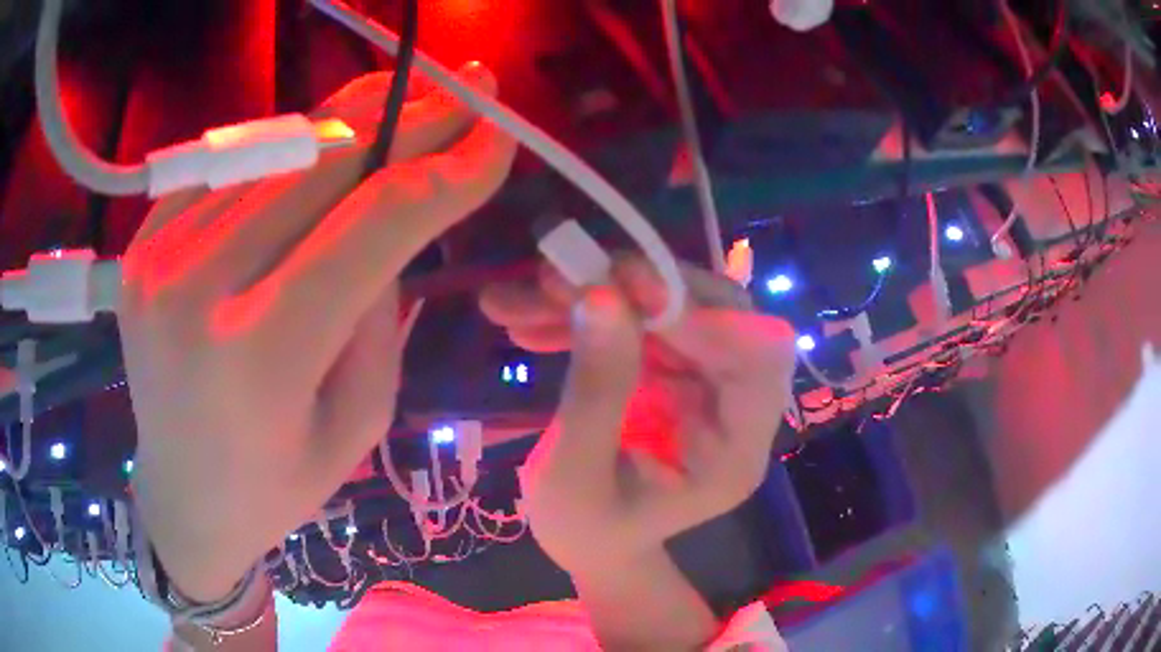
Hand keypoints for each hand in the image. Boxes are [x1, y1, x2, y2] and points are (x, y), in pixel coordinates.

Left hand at [120, 63, 515, 600]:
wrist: (180, 498)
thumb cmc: (274, 486)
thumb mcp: (357, 426)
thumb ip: (379, 313)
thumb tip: (395, 214)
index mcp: (259, 356)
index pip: (373, 224)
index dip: (448, 169)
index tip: (499, 133)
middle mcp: (198, 287)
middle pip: (322, 164)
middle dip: (410, 117)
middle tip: (467, 86)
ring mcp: (159, 255)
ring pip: (276, 151)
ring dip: (352, 118)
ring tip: (407, 96)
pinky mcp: (143, 243)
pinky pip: (229, 168)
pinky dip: (287, 147)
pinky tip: (323, 144)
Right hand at [480, 257, 796, 573]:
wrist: (590, 541)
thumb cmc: (587, 530)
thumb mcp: (577, 477)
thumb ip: (596, 390)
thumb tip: (602, 292)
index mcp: (736, 449)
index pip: (759, 355)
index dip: (702, 311)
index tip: (624, 286)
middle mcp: (734, 403)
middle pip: (716, 310)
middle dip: (637, 285)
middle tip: (557, 277)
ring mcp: (703, 377)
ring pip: (668, 303)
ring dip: (594, 291)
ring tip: (516, 301)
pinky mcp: (670, 364)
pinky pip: (636, 316)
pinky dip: (581, 310)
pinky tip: (522, 318)